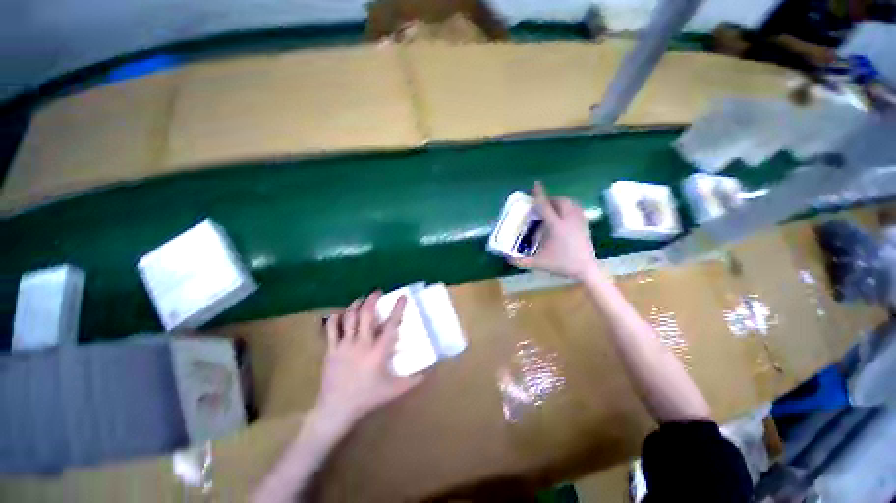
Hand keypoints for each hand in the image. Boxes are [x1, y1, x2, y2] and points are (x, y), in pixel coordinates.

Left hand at [315, 292, 423, 428]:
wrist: (336, 410)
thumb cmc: (367, 398)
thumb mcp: (394, 390)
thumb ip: (413, 380)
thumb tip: (430, 372)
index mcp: (378, 351)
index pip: (391, 325)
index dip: (398, 308)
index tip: (402, 296)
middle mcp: (361, 343)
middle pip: (366, 314)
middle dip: (372, 299)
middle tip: (377, 292)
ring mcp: (344, 346)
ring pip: (349, 317)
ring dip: (356, 304)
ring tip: (361, 299)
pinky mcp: (331, 350)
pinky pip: (331, 329)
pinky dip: (336, 318)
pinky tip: (341, 313)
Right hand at [512, 181, 601, 280]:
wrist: (585, 269)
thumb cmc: (561, 265)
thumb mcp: (539, 263)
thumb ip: (521, 261)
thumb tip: (506, 259)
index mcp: (555, 227)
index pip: (545, 206)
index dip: (539, 194)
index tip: (536, 184)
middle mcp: (568, 220)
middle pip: (560, 201)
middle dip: (551, 199)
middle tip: (543, 204)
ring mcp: (579, 221)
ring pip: (571, 203)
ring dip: (561, 201)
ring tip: (554, 207)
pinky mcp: (585, 225)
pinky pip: (578, 209)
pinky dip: (570, 206)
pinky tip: (565, 214)